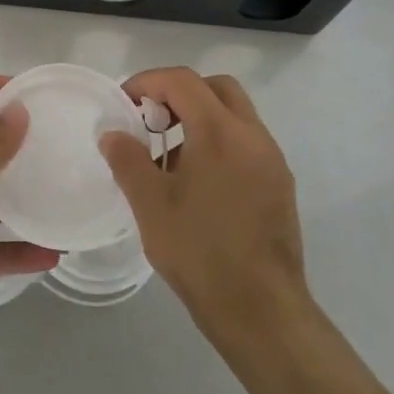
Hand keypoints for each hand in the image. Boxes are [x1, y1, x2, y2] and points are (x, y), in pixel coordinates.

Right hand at [101, 68, 309, 342]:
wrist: (262, 311)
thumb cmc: (200, 252)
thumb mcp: (150, 205)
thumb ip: (128, 160)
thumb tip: (112, 133)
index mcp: (221, 132)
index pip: (183, 81)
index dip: (148, 82)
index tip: (124, 102)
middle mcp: (253, 136)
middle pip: (216, 88)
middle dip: (180, 93)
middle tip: (151, 119)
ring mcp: (272, 161)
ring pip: (235, 115)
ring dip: (201, 118)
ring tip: (168, 156)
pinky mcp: (280, 185)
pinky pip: (246, 144)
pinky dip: (219, 143)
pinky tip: (197, 183)